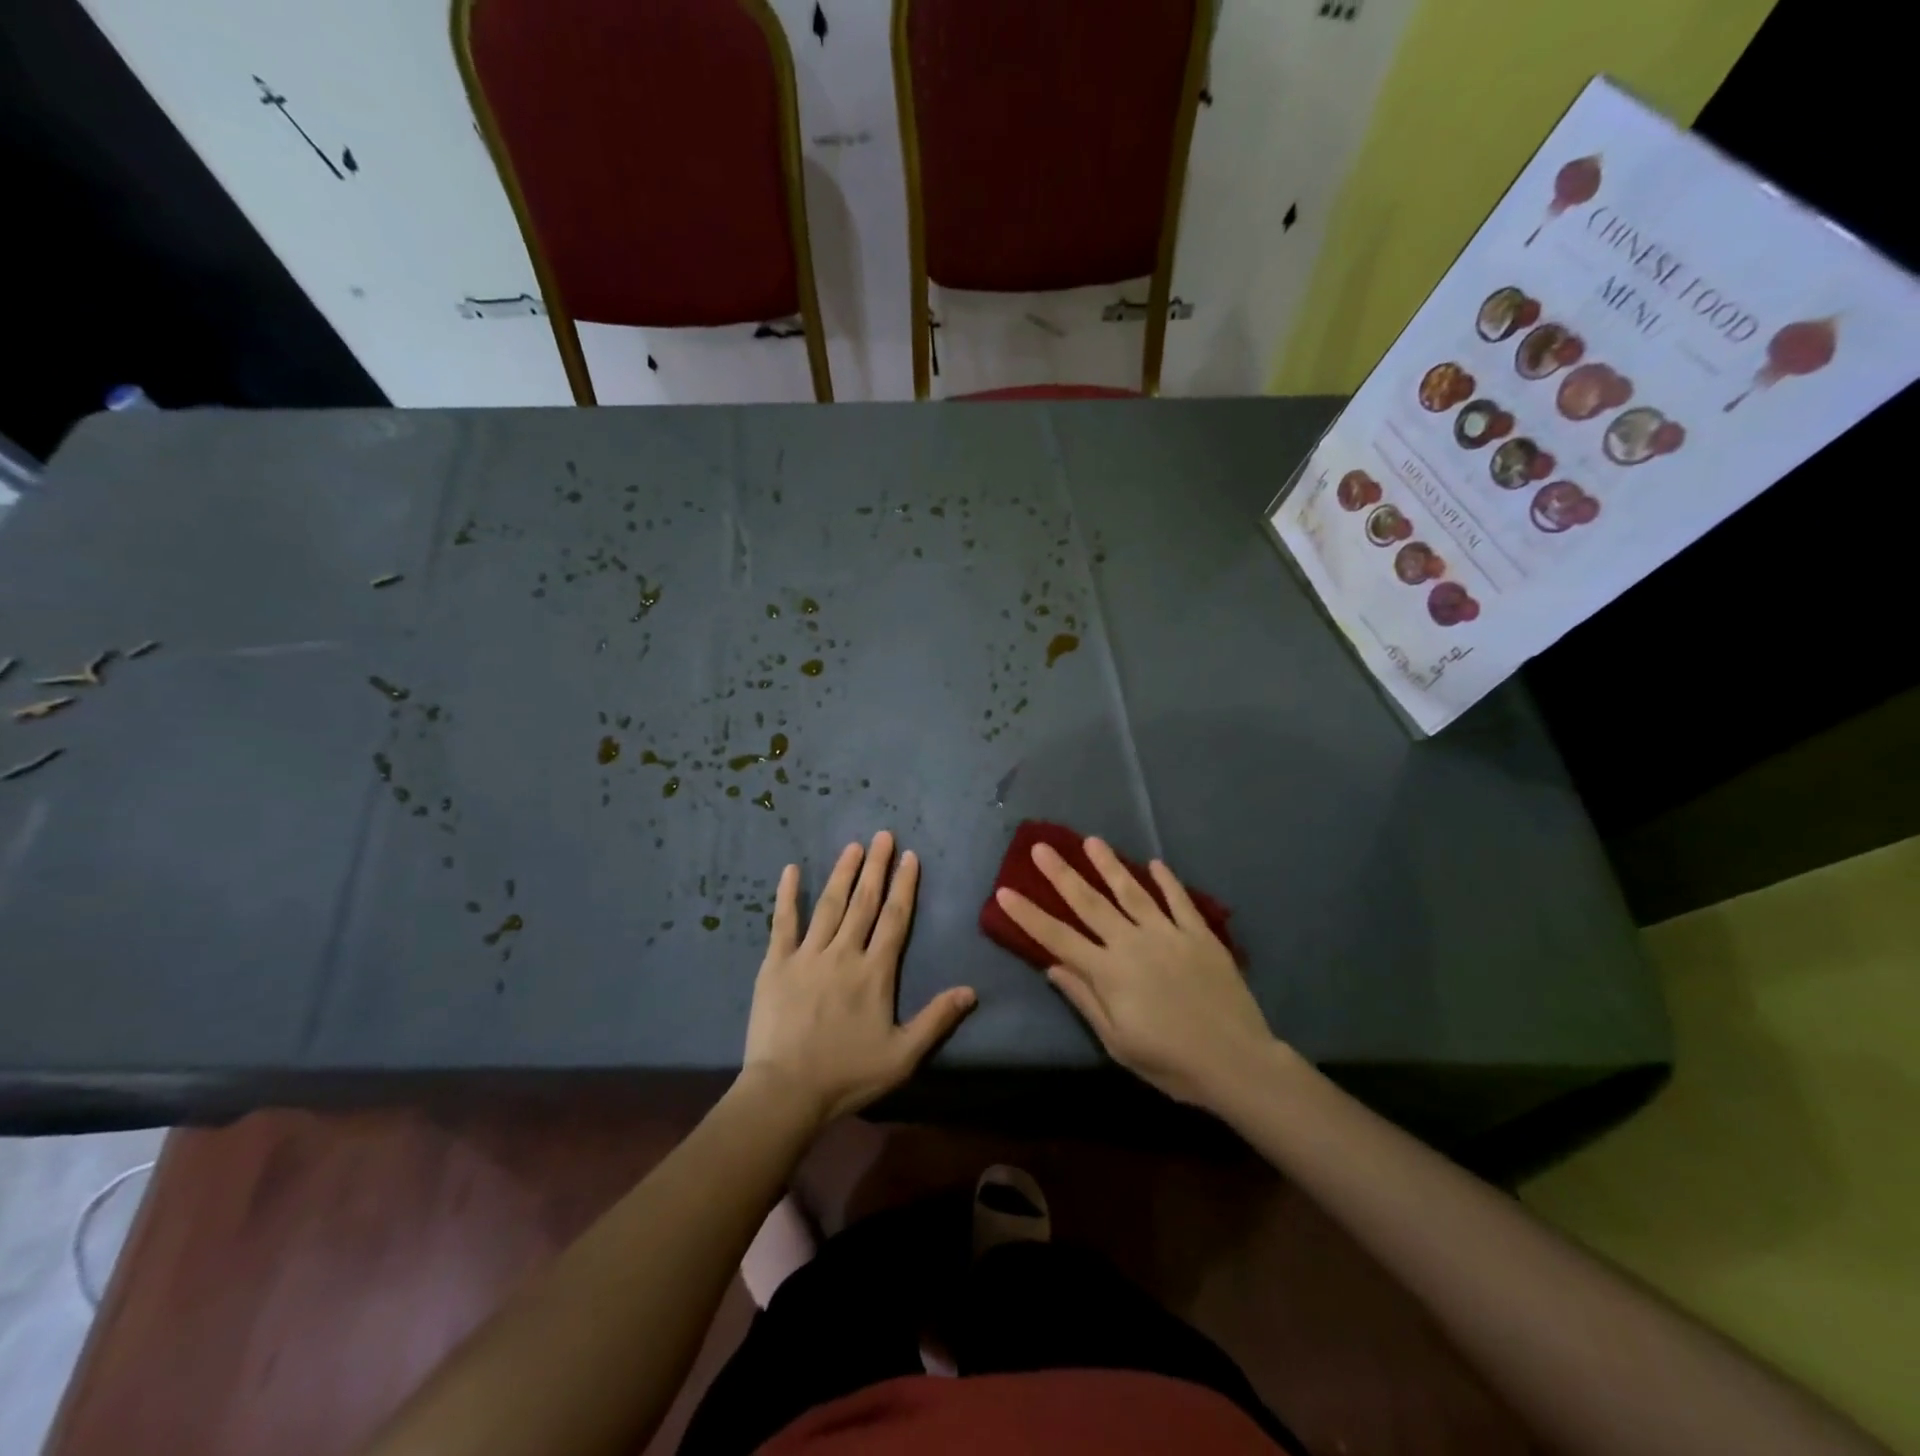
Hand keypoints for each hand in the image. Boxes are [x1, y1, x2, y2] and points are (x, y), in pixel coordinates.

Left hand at [743, 831, 976, 1125]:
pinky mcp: (777, 964)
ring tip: (853, 846)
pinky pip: (783, 923)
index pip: (895, 919)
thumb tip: (971, 991)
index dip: (904, 886)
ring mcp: (808, 955)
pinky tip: (791, 870)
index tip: (910, 857)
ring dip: (843, 873)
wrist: (786, 1091)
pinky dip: (787, 895)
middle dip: (876, 866)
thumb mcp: (902, 1056)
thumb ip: (936, 1019)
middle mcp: (844, 953)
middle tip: (883, 835)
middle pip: (864, 902)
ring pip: (830, 904)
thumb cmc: (847, 1074)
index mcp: (875, 972)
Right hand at [994, 837, 1277, 1108]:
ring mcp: (1168, 934)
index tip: (1005, 890)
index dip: (1028, 914)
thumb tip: (1052, 967)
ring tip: (1092, 841)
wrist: (1236, 1062)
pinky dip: (1167, 881)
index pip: (1057, 937)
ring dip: (1109, 865)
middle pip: (1090, 903)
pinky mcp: (1200, 935)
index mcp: (1108, 972)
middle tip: (1042, 847)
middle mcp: (1132, 943)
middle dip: (1062, 874)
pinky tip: (1155, 864)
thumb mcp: (1117, 1041)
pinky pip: (1180, 901)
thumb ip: (1084, 999)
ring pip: (1132, 892)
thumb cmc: (1170, 1062)